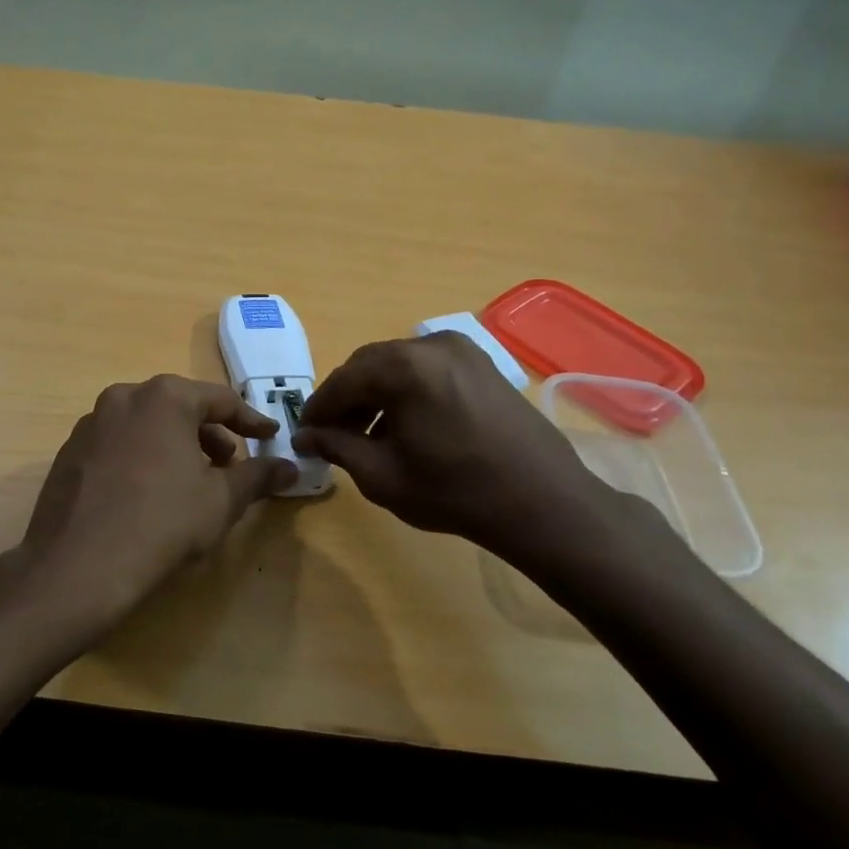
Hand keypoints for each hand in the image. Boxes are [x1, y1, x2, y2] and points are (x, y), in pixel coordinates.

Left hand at [0, 375, 296, 658]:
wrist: (77, 566)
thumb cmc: (162, 523)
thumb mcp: (221, 500)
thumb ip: (258, 476)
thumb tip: (290, 467)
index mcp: (165, 397)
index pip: (220, 400)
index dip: (250, 421)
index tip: (270, 437)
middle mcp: (124, 396)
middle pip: (179, 408)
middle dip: (209, 434)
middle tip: (228, 465)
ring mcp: (91, 423)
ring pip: (146, 425)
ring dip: (175, 445)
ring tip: (190, 482)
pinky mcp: (69, 451)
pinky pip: (118, 444)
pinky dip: (141, 457)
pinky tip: (147, 494)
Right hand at [293, 334, 657, 573]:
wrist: (544, 503)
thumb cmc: (455, 492)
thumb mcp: (382, 475)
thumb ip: (337, 447)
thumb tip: (305, 436)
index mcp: (403, 366)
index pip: (343, 380)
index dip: (319, 408)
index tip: (303, 432)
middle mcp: (431, 345)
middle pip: (370, 366)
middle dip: (347, 399)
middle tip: (333, 434)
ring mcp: (463, 351)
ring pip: (399, 367)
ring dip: (377, 395)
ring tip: (369, 435)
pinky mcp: (483, 364)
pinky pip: (429, 370)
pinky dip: (408, 391)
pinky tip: (407, 426)